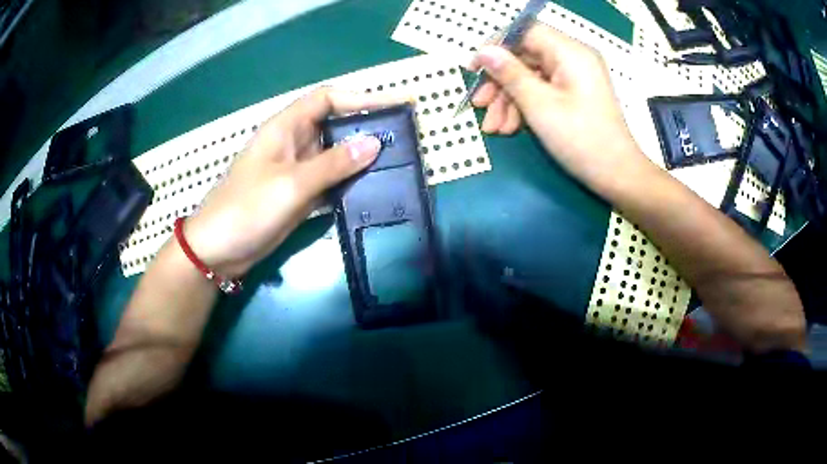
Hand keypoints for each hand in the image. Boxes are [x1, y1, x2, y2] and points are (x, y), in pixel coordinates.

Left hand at [183, 88, 400, 276]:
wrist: (218, 250)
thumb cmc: (246, 209)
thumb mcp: (290, 184)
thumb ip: (333, 164)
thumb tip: (375, 143)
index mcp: (286, 127)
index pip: (328, 99)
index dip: (362, 98)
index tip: (395, 105)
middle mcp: (294, 143)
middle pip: (335, 125)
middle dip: (367, 126)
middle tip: (403, 136)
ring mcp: (298, 170)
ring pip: (336, 154)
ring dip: (362, 156)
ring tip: (397, 160)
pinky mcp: (300, 194)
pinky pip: (331, 180)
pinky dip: (351, 181)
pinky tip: (374, 187)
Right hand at [470, 24, 652, 193]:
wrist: (617, 176)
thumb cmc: (581, 139)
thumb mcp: (540, 105)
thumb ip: (510, 74)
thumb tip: (485, 51)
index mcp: (570, 52)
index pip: (525, 32)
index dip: (496, 46)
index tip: (475, 68)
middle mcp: (573, 58)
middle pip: (526, 57)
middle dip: (500, 82)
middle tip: (479, 105)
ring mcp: (575, 77)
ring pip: (531, 76)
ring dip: (509, 100)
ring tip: (494, 128)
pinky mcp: (575, 94)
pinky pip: (543, 90)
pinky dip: (525, 106)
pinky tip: (510, 128)